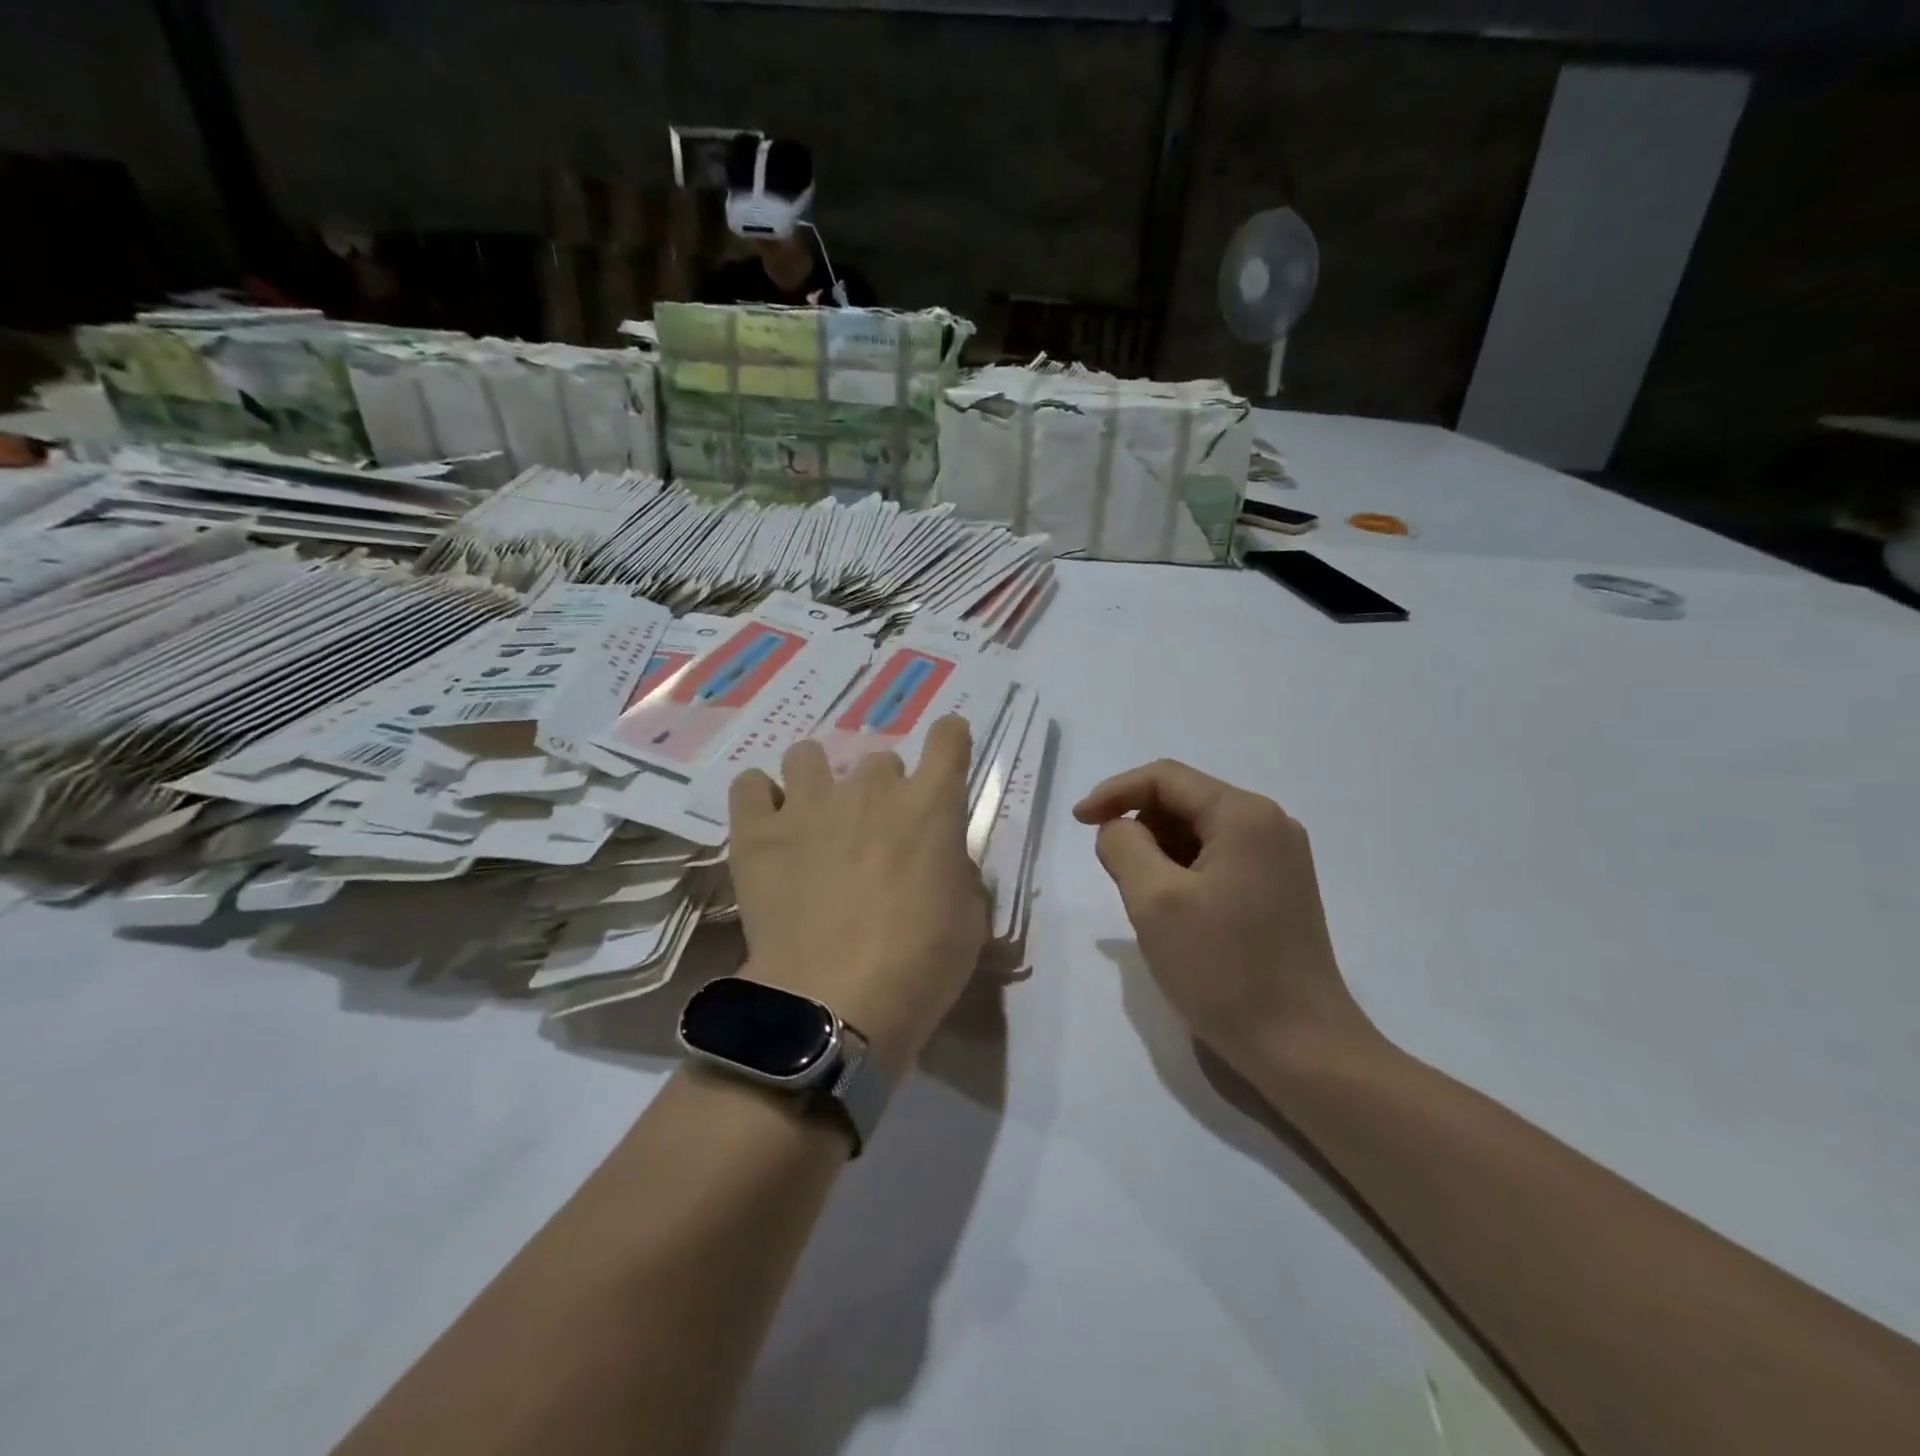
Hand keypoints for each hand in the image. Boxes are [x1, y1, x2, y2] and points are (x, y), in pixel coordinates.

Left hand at [728, 717, 987, 1076]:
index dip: (951, 739)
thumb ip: (959, 874)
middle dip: (883, 790)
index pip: (948, 741)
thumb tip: (942, 861)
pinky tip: (768, 825)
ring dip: (818, 781)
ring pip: (808, 756)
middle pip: (880, 760)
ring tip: (815, 819)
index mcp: (930, 807)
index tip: (948, 748)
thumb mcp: (969, 922)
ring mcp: (808, 805)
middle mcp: (870, 790)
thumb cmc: (919, 966)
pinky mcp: (758, 833)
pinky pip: (750, 786)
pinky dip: (760, 798)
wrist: (833, 1004)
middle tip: (876, 834)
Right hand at [1074, 759, 1374, 1074]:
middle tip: (1116, 877)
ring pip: (1198, 833)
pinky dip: (1183, 873)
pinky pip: (1217, 860)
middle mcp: (1269, 824)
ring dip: (1159, 854)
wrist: (1301, 1048)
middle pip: (1183, 802)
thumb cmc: (1223, 969)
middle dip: (1139, 828)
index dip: (1114, 792)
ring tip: (1146, 902)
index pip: (1164, 778)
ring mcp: (1279, 858)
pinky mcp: (1280, 889)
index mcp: (1244, 815)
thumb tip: (1119, 828)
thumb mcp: (1154, 900)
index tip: (1078, 823)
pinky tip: (1175, 914)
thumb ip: (1123, 845)